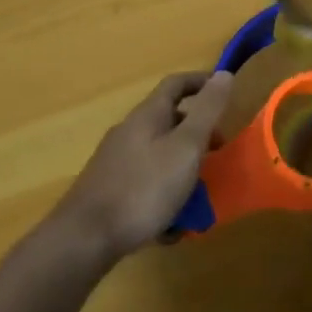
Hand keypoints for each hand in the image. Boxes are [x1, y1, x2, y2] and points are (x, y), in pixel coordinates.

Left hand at [50, 70, 234, 262]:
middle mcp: (129, 133)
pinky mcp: (109, 191)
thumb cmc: (143, 188)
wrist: (85, 238)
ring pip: (160, 157)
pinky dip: (164, 198)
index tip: (225, 91)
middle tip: (218, 155)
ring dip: (183, 172)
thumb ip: (207, 111)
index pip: (176, 84)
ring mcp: (116, 163)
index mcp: (147, 116)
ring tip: (200, 200)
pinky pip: (147, 185)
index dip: (201, 82)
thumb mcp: (186, 147)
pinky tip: (171, 226)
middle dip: (198, 137)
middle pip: (170, 123)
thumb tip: (223, 74)